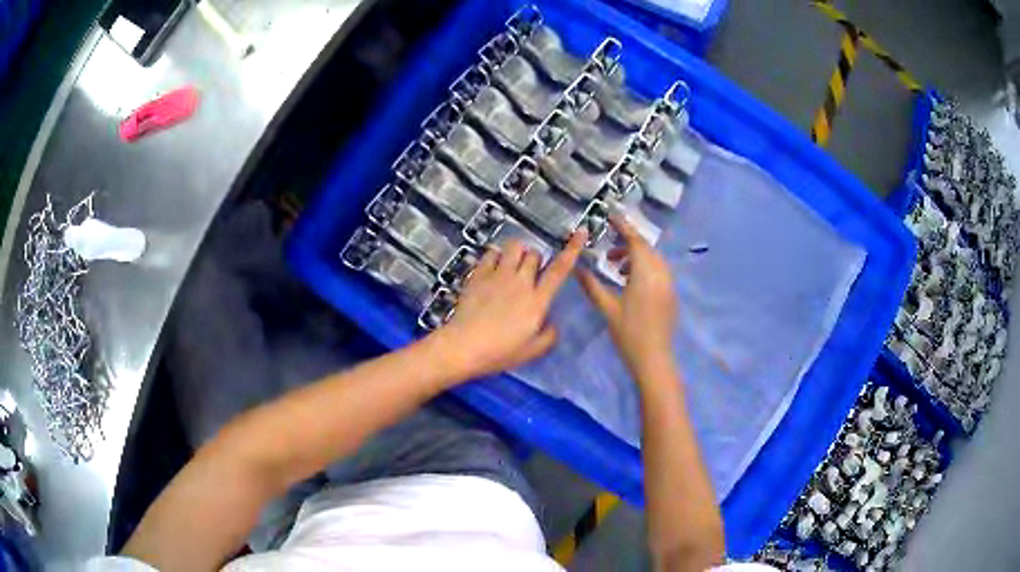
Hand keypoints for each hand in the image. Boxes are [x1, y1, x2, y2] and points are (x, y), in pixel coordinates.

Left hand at [431, 231, 586, 380]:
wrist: (464, 346)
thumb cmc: (500, 352)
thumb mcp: (532, 351)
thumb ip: (548, 336)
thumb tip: (553, 324)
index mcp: (537, 300)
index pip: (560, 269)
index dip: (572, 248)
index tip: (581, 231)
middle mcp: (521, 282)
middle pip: (535, 254)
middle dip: (536, 260)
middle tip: (529, 275)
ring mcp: (498, 275)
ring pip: (514, 247)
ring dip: (518, 252)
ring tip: (512, 264)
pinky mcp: (479, 274)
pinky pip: (491, 253)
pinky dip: (496, 255)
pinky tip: (493, 266)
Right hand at [577, 216, 677, 379]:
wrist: (653, 358)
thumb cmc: (629, 333)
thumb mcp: (607, 308)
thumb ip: (592, 286)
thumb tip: (577, 269)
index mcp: (645, 273)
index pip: (635, 241)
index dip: (623, 226)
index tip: (610, 216)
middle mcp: (661, 274)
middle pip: (646, 248)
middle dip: (628, 244)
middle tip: (608, 252)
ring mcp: (668, 284)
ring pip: (653, 259)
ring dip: (636, 257)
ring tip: (617, 268)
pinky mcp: (670, 294)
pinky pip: (659, 271)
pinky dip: (645, 268)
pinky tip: (631, 281)